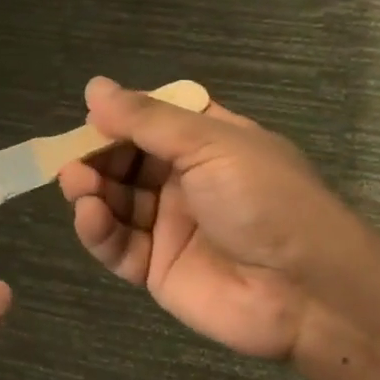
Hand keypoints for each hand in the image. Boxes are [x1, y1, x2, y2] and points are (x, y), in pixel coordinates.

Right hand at [58, 79, 358, 360]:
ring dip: (90, 189)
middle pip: (125, 161)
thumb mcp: (210, 145)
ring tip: (76, 183)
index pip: (152, 122)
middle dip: (97, 156)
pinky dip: (97, 229)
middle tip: (73, 159)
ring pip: (114, 201)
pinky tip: (89, 215)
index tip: (91, 118)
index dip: (120, 119)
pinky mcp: (154, 268)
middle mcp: (186, 181)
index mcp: (209, 143)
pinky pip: (116, 244)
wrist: (306, 292)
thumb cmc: (265, 201)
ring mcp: (168, 226)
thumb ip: (147, 119)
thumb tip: (94, 87)